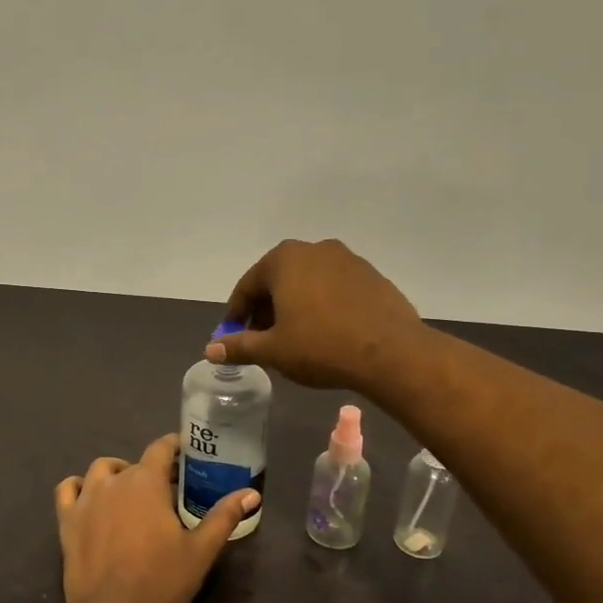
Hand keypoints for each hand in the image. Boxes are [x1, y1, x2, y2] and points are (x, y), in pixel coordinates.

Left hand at [54, 434, 259, 602]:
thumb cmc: (161, 580)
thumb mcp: (201, 550)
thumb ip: (224, 516)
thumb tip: (251, 493)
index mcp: (146, 482)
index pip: (160, 448)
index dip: (173, 445)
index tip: (184, 450)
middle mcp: (113, 481)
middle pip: (133, 464)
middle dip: (150, 471)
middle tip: (165, 491)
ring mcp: (86, 499)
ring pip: (99, 471)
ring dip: (115, 474)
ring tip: (128, 493)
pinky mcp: (67, 520)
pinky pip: (67, 490)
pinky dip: (78, 487)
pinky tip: (89, 499)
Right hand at [209, 238, 420, 390]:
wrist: (392, 353)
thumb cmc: (321, 347)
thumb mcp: (273, 350)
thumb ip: (239, 345)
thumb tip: (210, 349)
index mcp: (284, 260)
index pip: (247, 286)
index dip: (236, 313)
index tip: (232, 336)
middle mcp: (314, 249)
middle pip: (278, 280)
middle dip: (266, 309)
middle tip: (262, 340)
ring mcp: (347, 259)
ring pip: (307, 283)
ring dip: (294, 306)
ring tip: (294, 338)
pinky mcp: (372, 276)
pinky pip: (334, 289)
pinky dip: (322, 306)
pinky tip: (326, 333)